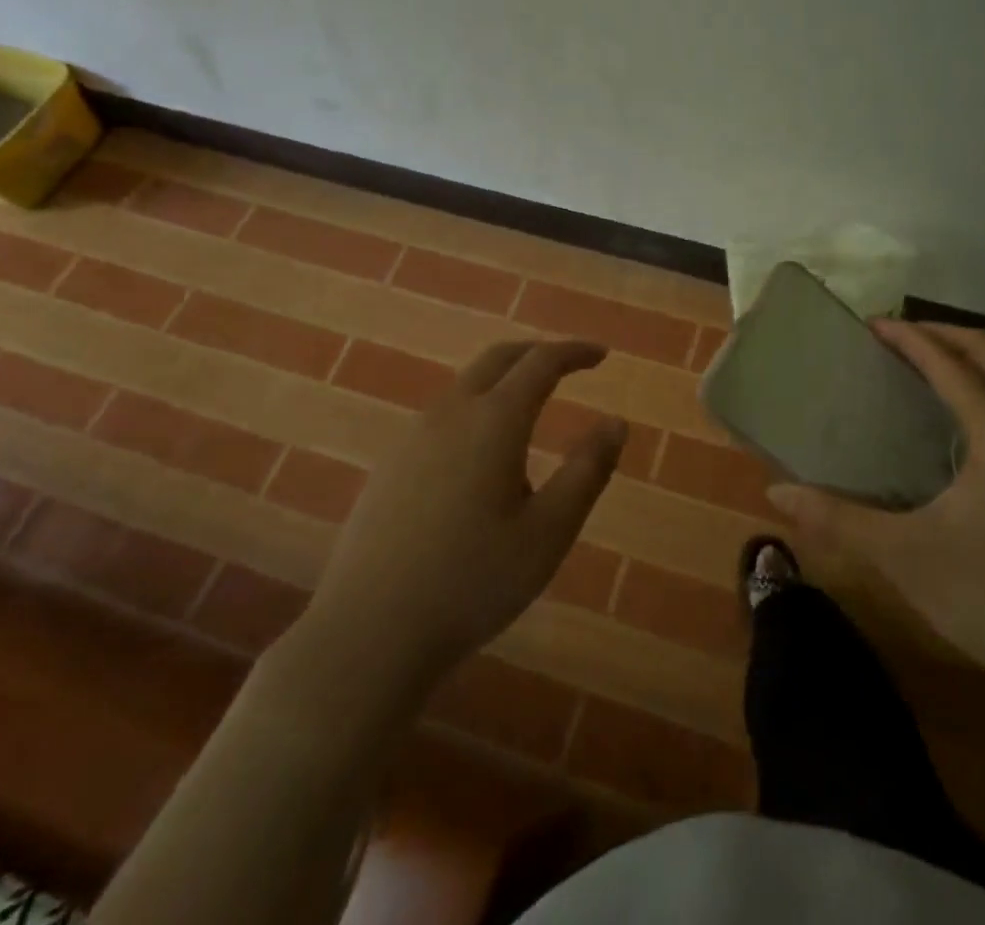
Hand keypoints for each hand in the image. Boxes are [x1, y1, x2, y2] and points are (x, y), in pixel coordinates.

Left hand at [298, 340, 624, 683]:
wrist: (368, 631)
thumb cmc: (472, 580)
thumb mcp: (549, 532)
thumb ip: (587, 471)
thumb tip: (616, 423)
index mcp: (494, 420)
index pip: (541, 362)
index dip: (574, 352)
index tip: (601, 355)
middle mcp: (451, 413)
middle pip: (498, 359)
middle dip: (537, 353)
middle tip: (568, 364)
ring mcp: (413, 436)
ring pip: (467, 386)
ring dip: (504, 381)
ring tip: (531, 413)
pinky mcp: (390, 464)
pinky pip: (444, 415)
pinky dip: (476, 409)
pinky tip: (481, 458)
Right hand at [769, 321, 984, 696]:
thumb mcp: (903, 556)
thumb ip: (838, 519)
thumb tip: (777, 493)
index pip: (950, 363)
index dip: (909, 338)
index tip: (870, 325)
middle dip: (941, 334)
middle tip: (894, 337)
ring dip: (968, 357)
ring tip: (923, 364)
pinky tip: (960, 417)